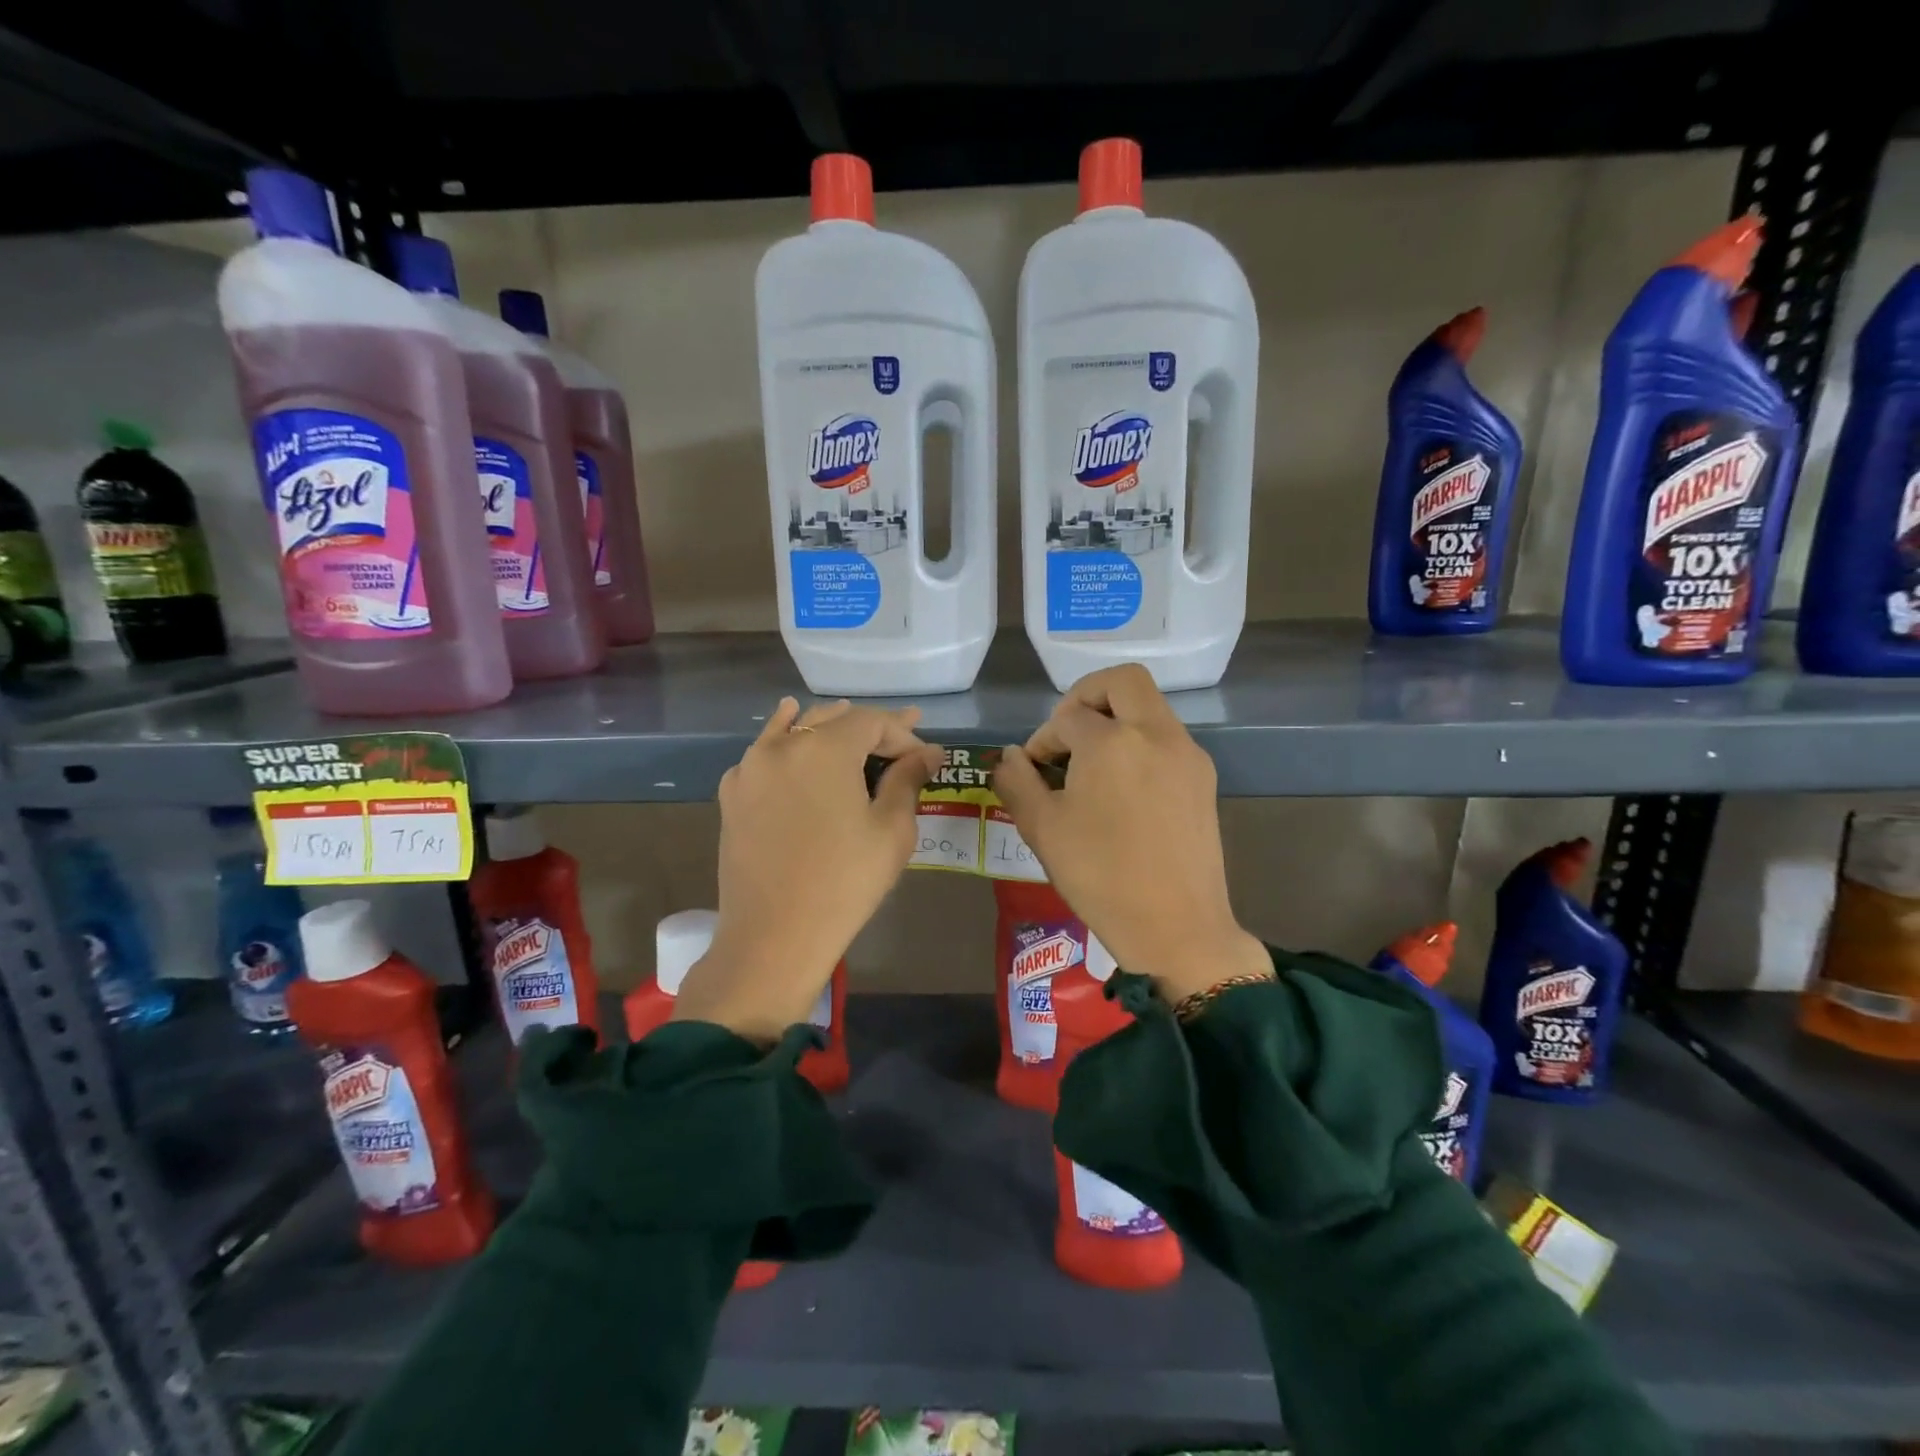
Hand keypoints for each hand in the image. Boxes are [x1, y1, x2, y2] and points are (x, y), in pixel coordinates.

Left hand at [673, 697, 942, 1041]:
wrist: (773, 937)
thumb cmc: (844, 883)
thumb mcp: (891, 831)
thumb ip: (908, 780)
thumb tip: (928, 752)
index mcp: (824, 748)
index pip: (871, 721)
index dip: (902, 733)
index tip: (924, 758)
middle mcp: (782, 746)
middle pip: (832, 719)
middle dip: (869, 728)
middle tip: (900, 737)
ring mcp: (750, 768)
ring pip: (794, 729)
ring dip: (826, 726)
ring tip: (848, 721)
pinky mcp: (732, 794)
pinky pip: (764, 752)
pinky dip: (784, 739)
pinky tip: (790, 731)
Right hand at [991, 664, 1268, 1001]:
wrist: (1177, 927)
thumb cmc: (1101, 877)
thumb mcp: (1042, 829)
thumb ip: (1017, 781)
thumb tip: (1009, 757)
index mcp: (1111, 741)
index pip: (1066, 718)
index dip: (1042, 740)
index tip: (1033, 770)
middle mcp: (1155, 733)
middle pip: (1122, 681)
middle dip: (1086, 696)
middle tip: (1067, 733)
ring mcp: (1186, 753)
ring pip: (1149, 706)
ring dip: (1116, 718)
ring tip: (1091, 765)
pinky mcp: (1203, 777)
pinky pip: (1166, 737)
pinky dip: (1139, 742)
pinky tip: (1122, 788)